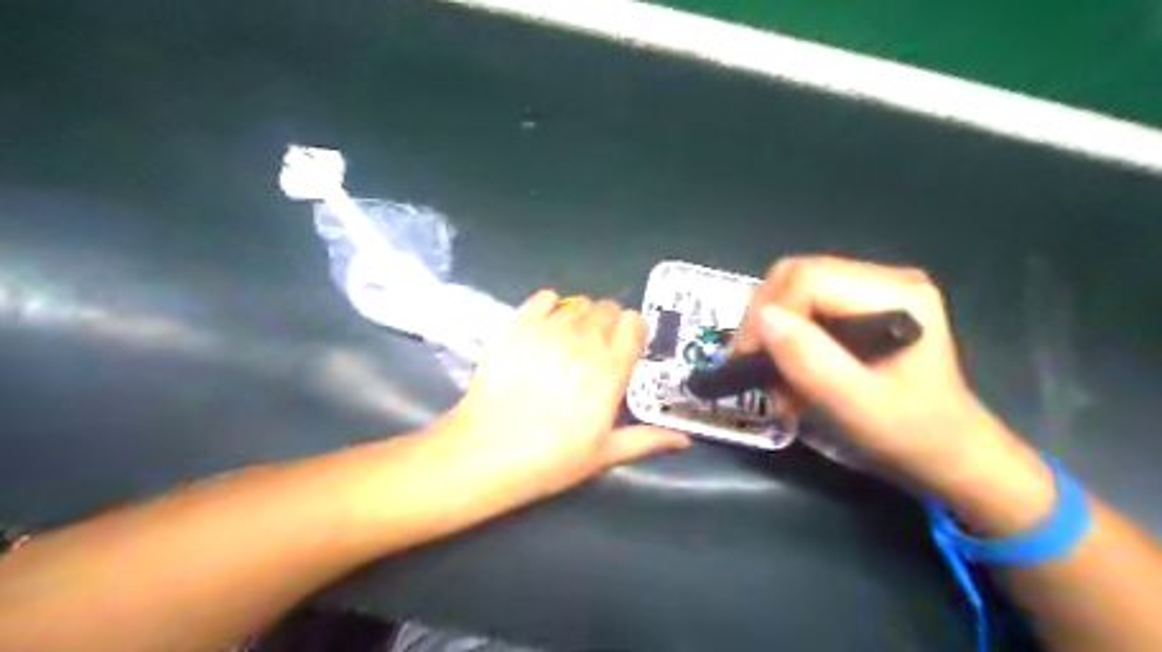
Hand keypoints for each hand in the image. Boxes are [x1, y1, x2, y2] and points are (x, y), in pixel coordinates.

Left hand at [435, 289, 687, 504]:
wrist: (486, 453)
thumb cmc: (550, 459)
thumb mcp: (604, 454)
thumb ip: (647, 440)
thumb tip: (685, 441)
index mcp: (611, 370)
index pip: (634, 323)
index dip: (632, 332)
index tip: (624, 349)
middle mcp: (585, 341)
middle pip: (607, 308)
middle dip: (608, 324)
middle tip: (594, 349)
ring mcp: (549, 329)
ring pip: (578, 302)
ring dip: (580, 317)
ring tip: (568, 341)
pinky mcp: (517, 325)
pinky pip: (544, 298)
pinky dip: (549, 307)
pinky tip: (544, 328)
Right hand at [735, 255, 1035, 498]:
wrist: (947, 452)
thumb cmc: (908, 433)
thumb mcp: (856, 405)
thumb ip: (810, 360)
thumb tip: (762, 319)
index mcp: (894, 294)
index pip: (807, 278)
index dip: (768, 312)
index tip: (749, 358)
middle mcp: (884, 279)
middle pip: (795, 275)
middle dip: (763, 320)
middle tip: (754, 366)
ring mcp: (871, 289)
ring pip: (792, 289)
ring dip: (770, 331)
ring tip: (773, 377)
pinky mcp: (858, 305)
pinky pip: (801, 305)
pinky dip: (784, 337)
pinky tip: (788, 370)